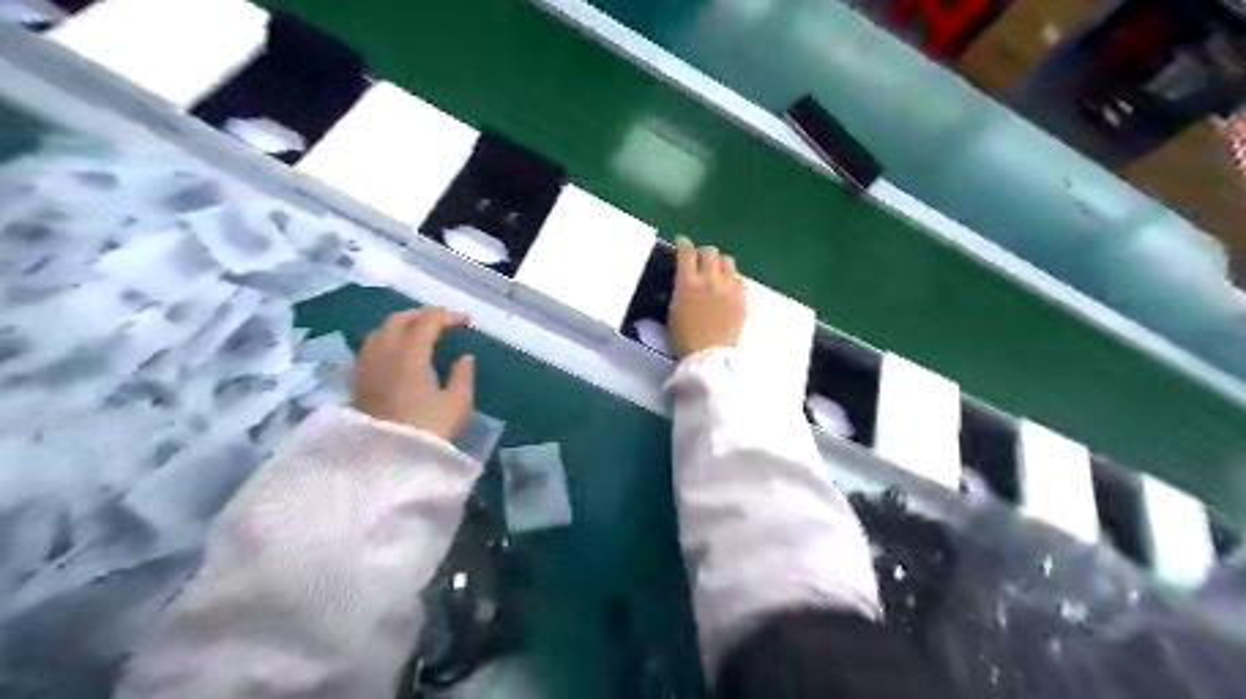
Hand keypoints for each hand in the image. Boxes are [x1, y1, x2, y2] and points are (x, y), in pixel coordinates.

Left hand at [358, 307, 476, 439]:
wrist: (384, 460)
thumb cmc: (427, 429)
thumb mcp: (457, 403)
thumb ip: (463, 375)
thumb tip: (464, 357)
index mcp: (411, 352)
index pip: (429, 320)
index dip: (449, 316)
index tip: (467, 321)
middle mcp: (385, 350)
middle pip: (400, 318)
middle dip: (423, 314)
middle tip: (443, 321)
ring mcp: (367, 364)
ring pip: (381, 330)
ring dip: (402, 325)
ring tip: (419, 333)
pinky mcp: (357, 379)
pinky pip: (371, 346)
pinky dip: (387, 339)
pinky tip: (396, 353)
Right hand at [666, 234, 741, 361]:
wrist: (708, 356)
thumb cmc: (684, 338)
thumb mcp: (673, 310)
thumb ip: (679, 290)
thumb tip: (682, 279)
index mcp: (688, 282)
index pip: (686, 252)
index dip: (683, 244)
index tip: (681, 244)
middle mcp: (710, 279)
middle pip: (710, 252)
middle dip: (703, 254)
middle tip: (700, 261)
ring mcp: (729, 287)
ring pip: (728, 261)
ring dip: (720, 264)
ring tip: (717, 274)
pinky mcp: (743, 298)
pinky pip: (740, 279)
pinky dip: (732, 279)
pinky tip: (729, 289)